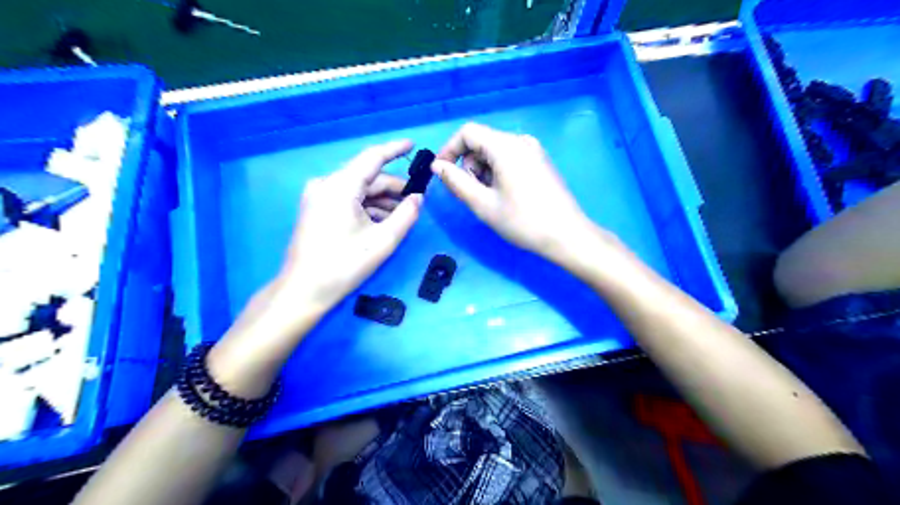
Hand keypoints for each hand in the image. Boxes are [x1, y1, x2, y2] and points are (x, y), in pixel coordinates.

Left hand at [279, 141, 422, 315]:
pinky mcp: (316, 209)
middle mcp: (326, 184)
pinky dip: (367, 207)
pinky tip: (382, 222)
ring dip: (381, 200)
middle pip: (367, 177)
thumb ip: (406, 215)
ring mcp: (318, 196)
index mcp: (340, 186)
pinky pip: (348, 199)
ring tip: (402, 217)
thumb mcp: (383, 241)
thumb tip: (418, 198)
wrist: (303, 290)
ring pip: (358, 190)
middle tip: (416, 200)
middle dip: (393, 188)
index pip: (373, 157)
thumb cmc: (344, 265)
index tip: (413, 145)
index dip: (395, 150)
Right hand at [434, 124, 595, 261]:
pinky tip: (504, 195)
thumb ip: (456, 182)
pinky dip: (498, 172)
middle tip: (470, 194)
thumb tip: (437, 166)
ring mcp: (534, 150)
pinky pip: (510, 158)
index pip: (468, 132)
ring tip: (489, 199)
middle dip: (468, 165)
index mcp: (506, 146)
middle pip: (482, 142)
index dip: (449, 149)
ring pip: (495, 152)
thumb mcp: (483, 204)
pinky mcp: (541, 161)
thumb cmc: (522, 221)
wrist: (566, 235)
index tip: (441, 173)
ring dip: (483, 171)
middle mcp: (521, 141)